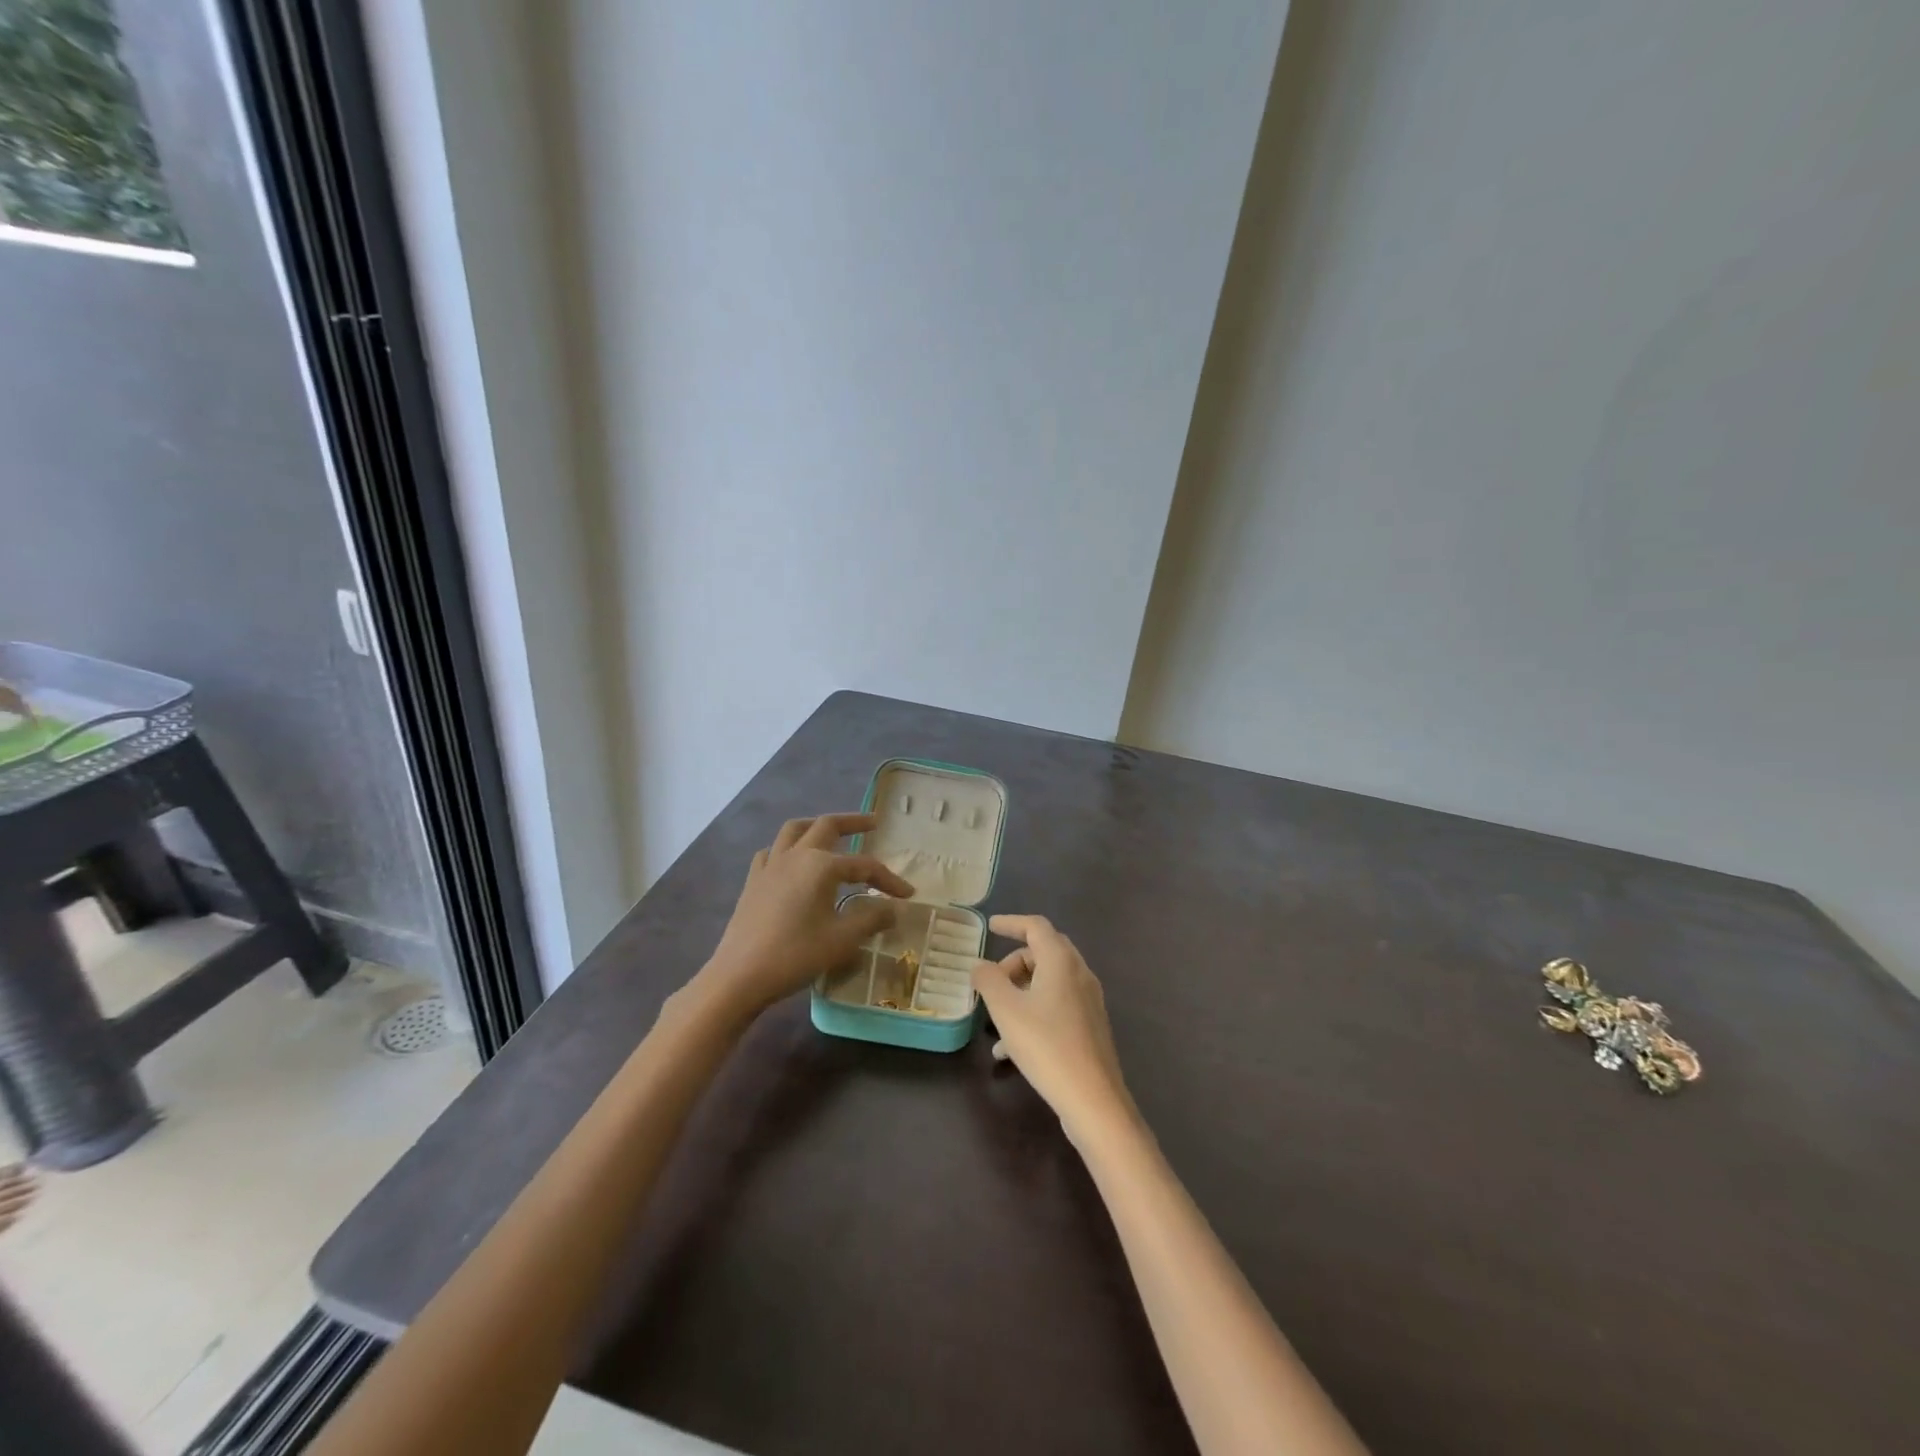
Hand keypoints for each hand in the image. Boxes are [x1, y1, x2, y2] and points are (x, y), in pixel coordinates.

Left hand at [697, 813, 914, 1017]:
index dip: (889, 879)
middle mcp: (795, 856)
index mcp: (821, 865)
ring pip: (794, 830)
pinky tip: (792, 862)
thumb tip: (893, 909)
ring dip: (816, 826)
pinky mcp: (753, 882)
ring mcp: (770, 866)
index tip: (907, 894)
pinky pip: (771, 852)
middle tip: (873, 823)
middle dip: (853, 822)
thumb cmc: (795, 955)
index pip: (864, 865)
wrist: (739, 976)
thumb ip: (871, 918)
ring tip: (831, 832)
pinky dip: (786, 848)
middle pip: (826, 826)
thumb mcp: (842, 940)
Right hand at [972, 914, 1137, 1144]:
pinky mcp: (1089, 1026)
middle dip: (1014, 962)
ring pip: (1048, 982)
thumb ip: (988, 981)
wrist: (1093, 1099)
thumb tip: (979, 965)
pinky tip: (1009, 1049)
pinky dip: (1032, 1012)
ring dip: (1020, 991)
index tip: (990, 926)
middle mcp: (1079, 974)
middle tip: (991, 980)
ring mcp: (1088, 1001)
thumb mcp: (1006, 1010)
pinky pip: (1056, 1006)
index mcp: (1061, 961)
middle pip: (1043, 952)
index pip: (1036, 926)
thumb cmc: (1046, 1045)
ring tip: (994, 1019)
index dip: (1011, 922)